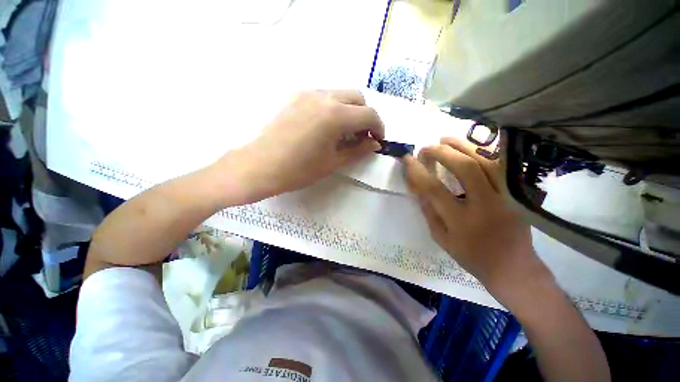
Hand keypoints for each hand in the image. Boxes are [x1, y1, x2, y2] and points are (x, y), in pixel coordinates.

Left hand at [215, 90, 383, 203]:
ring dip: (350, 110)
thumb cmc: (299, 170)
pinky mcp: (296, 96)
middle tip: (362, 136)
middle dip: (366, 116)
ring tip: (345, 132)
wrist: (260, 166)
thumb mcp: (333, 162)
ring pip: (341, 94)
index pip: (369, 114)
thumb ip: (358, 150)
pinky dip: (335, 107)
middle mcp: (324, 96)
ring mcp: (308, 93)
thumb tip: (375, 143)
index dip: (379, 128)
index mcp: (335, 115)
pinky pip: (325, 96)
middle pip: (357, 98)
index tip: (377, 140)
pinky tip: (327, 126)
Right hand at [404, 137, 552, 303]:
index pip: (434, 189)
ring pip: (486, 161)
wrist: (513, 268)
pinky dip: (486, 150)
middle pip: (464, 168)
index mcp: (461, 221)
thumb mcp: (442, 239)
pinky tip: (472, 144)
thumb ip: (429, 211)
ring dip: (463, 145)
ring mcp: (506, 197)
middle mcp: (485, 205)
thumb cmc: (472, 256)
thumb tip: (418, 187)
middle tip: (426, 148)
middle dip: (442, 153)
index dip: (418, 171)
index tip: (408, 159)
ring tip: (445, 138)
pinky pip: (501, 165)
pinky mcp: (517, 193)